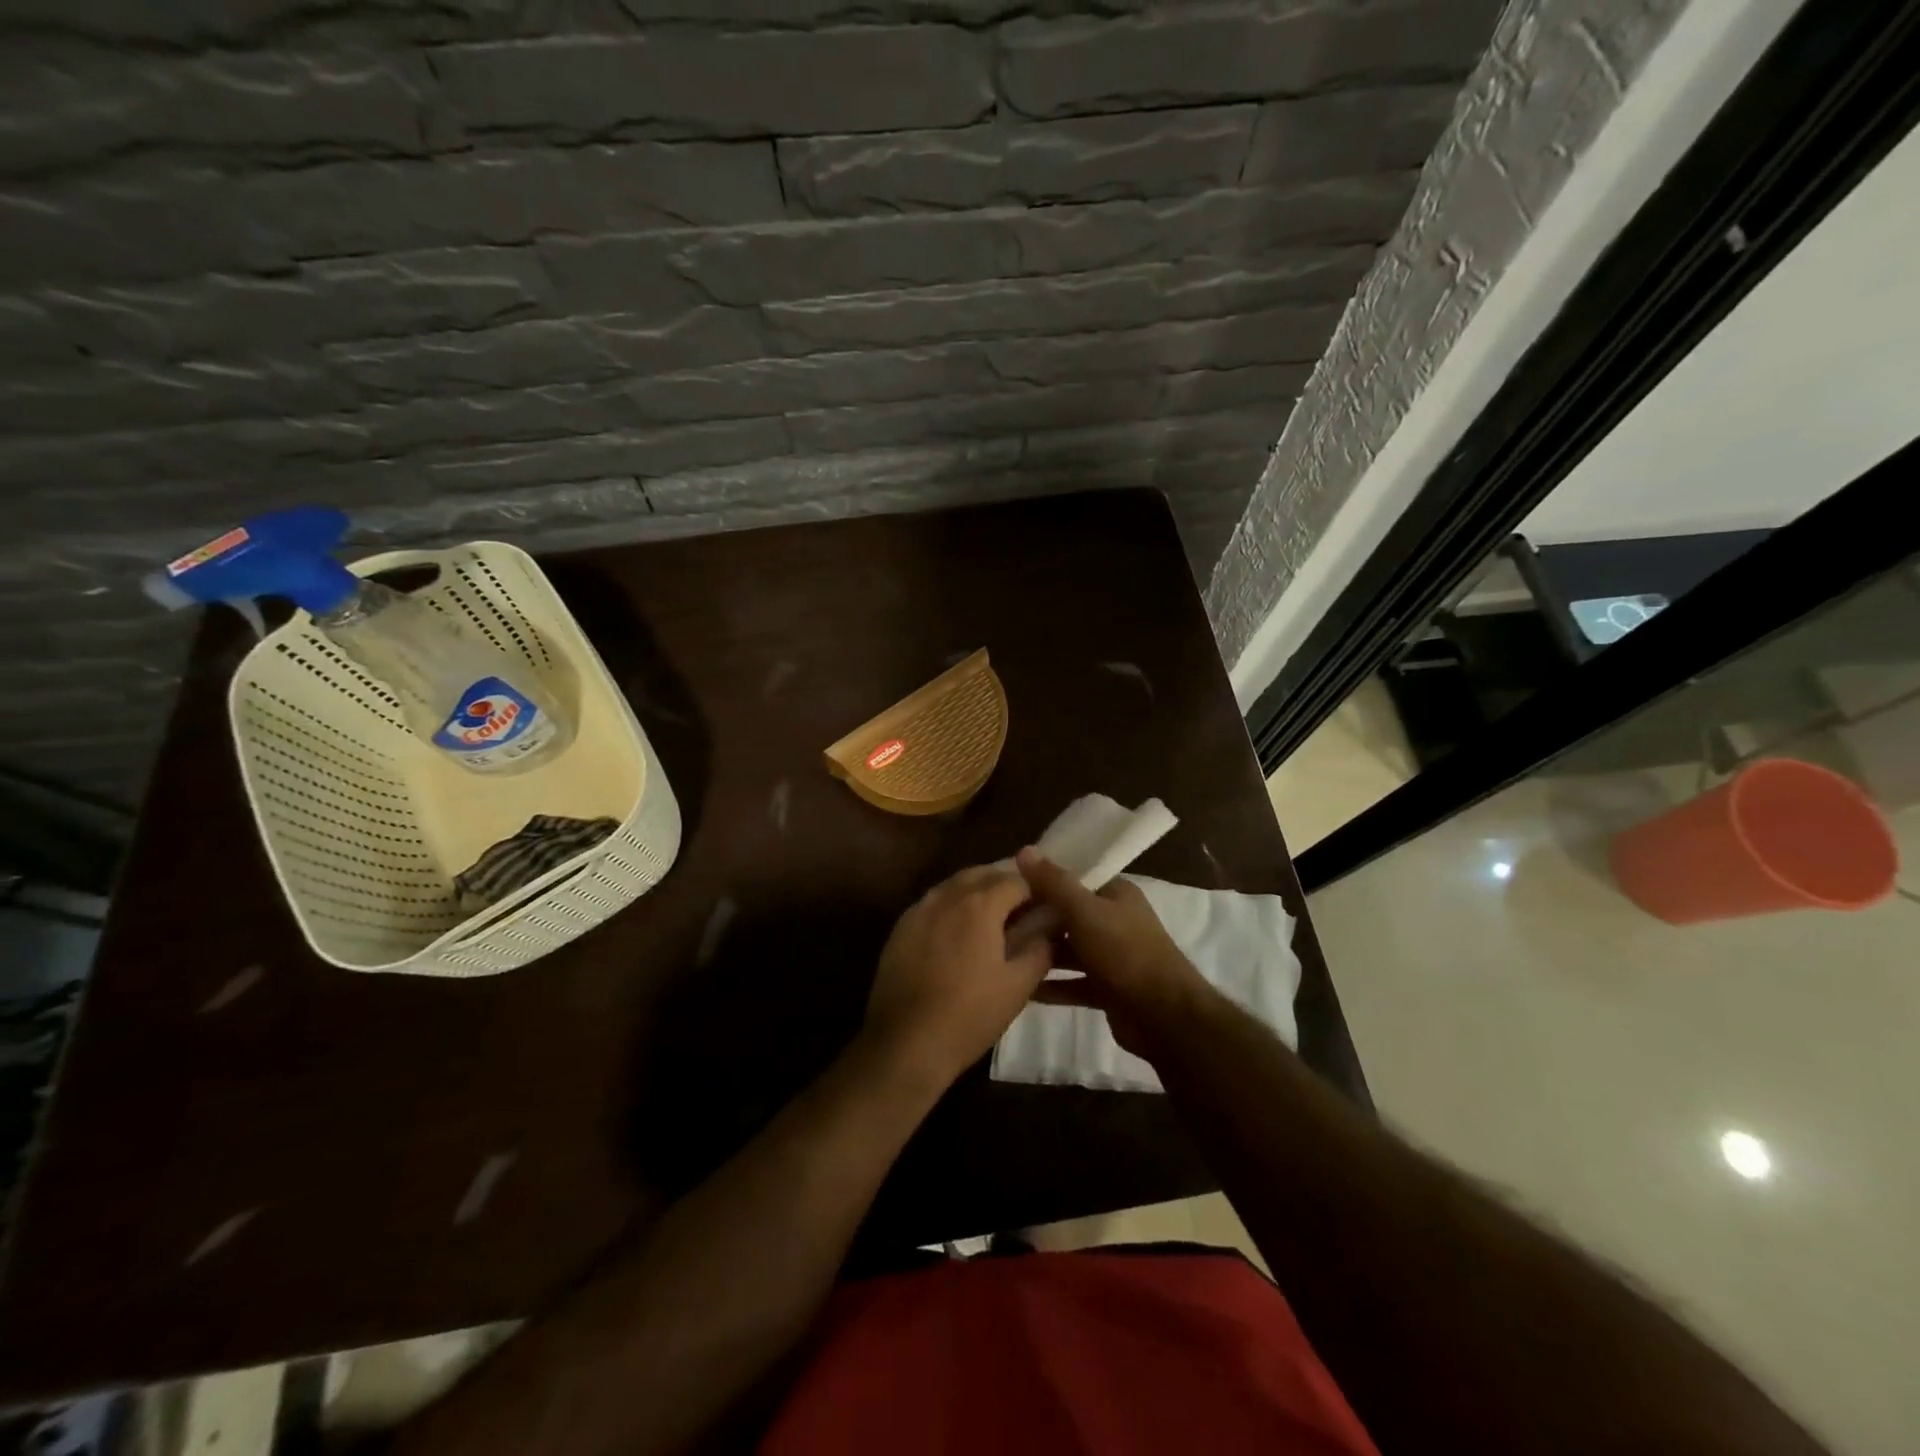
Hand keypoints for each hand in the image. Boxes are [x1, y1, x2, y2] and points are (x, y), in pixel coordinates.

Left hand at [862, 866, 1054, 1091]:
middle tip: (1023, 909)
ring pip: (954, 885)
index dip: (1036, 890)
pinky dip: (952, 907)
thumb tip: (1052, 922)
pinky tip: (958, 933)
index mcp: (980, 903)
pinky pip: (933, 903)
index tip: (1047, 907)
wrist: (905, 1043)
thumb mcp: (1018, 985)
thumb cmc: (970, 1015)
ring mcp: (919, 909)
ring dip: (977, 892)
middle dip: (1005, 884)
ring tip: (993, 919)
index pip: (1017, 879)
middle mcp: (947, 895)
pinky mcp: (900, 928)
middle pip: (983, 874)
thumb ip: (1040, 946)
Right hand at [1015, 847, 1216, 1058]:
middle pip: (1069, 914)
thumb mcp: (1084, 911)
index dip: (1043, 879)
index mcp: (1116, 894)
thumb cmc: (1124, 952)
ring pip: (1070, 949)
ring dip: (1042, 953)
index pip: (1075, 877)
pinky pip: (1074, 982)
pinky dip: (1052, 985)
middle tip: (997, 921)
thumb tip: (1024, 849)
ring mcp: (1113, 956)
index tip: (1008, 884)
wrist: (1164, 1016)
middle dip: (1037, 918)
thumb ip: (1054, 883)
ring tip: (1003, 953)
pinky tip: (1022, 989)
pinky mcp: (1108, 989)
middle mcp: (1115, 920)